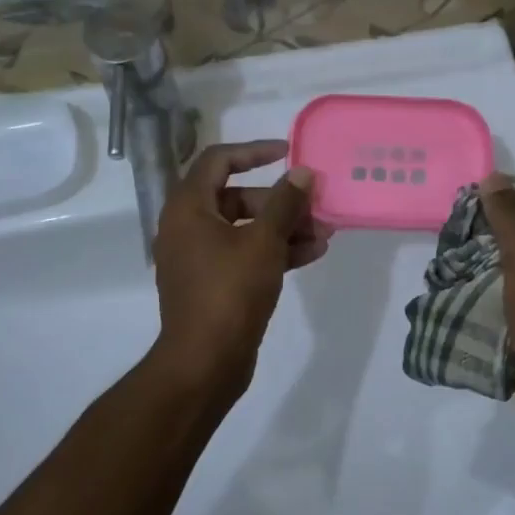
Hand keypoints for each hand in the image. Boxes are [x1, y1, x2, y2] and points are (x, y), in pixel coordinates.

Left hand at [149, 140, 332, 393]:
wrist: (204, 364)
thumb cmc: (229, 293)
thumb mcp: (264, 243)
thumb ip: (285, 203)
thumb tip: (302, 172)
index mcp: (188, 208)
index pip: (218, 160)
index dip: (255, 151)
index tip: (288, 153)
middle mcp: (188, 227)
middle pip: (237, 196)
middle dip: (280, 201)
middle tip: (316, 206)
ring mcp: (200, 257)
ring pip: (246, 228)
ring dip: (284, 227)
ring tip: (325, 233)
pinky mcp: (213, 283)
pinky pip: (245, 254)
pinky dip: (275, 251)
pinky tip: (313, 254)